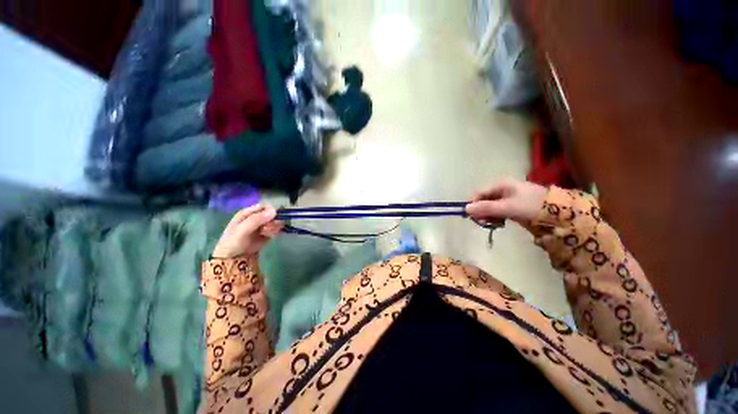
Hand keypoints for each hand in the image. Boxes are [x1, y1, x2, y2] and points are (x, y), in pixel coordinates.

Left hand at [212, 205, 282, 258]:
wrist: (232, 259)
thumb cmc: (233, 242)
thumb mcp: (242, 230)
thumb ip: (256, 219)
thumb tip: (274, 210)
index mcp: (248, 213)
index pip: (264, 206)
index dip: (270, 210)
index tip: (274, 216)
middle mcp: (256, 218)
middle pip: (271, 214)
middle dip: (273, 220)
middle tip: (269, 227)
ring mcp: (262, 226)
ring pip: (275, 221)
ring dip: (274, 227)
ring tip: (268, 233)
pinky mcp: (267, 234)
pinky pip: (276, 229)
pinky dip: (275, 232)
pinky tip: (270, 236)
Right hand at [465, 179, 547, 224]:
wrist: (559, 213)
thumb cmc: (531, 206)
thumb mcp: (507, 207)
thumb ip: (486, 208)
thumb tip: (465, 209)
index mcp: (500, 185)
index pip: (479, 194)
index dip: (474, 205)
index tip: (474, 217)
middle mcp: (502, 189)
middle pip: (483, 200)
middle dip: (482, 212)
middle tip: (485, 223)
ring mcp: (507, 198)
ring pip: (490, 207)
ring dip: (488, 216)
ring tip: (494, 224)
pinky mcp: (512, 206)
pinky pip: (498, 211)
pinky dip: (496, 217)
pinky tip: (500, 223)